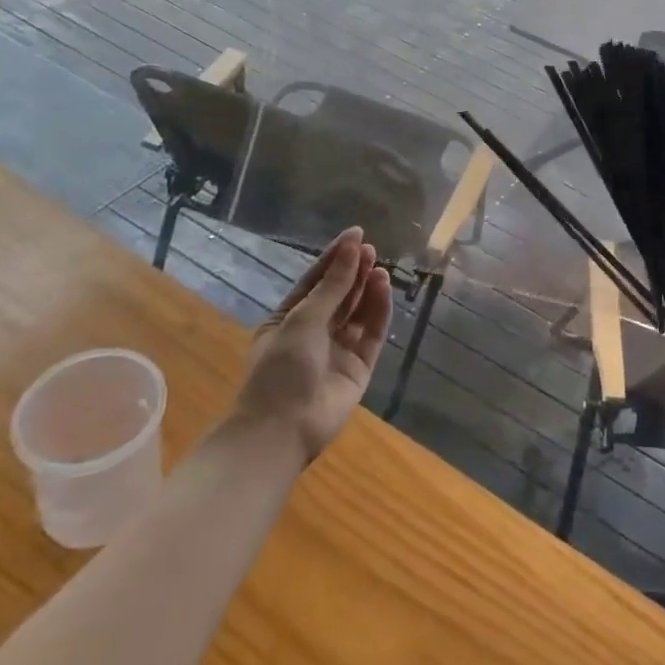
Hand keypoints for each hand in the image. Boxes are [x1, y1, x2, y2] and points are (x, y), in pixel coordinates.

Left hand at [231, 228, 391, 463]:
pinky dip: (378, 310)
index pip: (315, 281)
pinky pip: (371, 332)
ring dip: (367, 288)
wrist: (282, 430)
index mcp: (288, 320)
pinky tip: (384, 288)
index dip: (335, 257)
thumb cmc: (281, 369)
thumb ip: (333, 284)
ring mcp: (337, 350)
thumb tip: (353, 247)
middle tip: (370, 249)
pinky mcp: (359, 367)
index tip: (356, 234)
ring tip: (379, 267)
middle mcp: (314, 333)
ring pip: (357, 312)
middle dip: (354, 270)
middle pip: (339, 295)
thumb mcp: (302, 319)